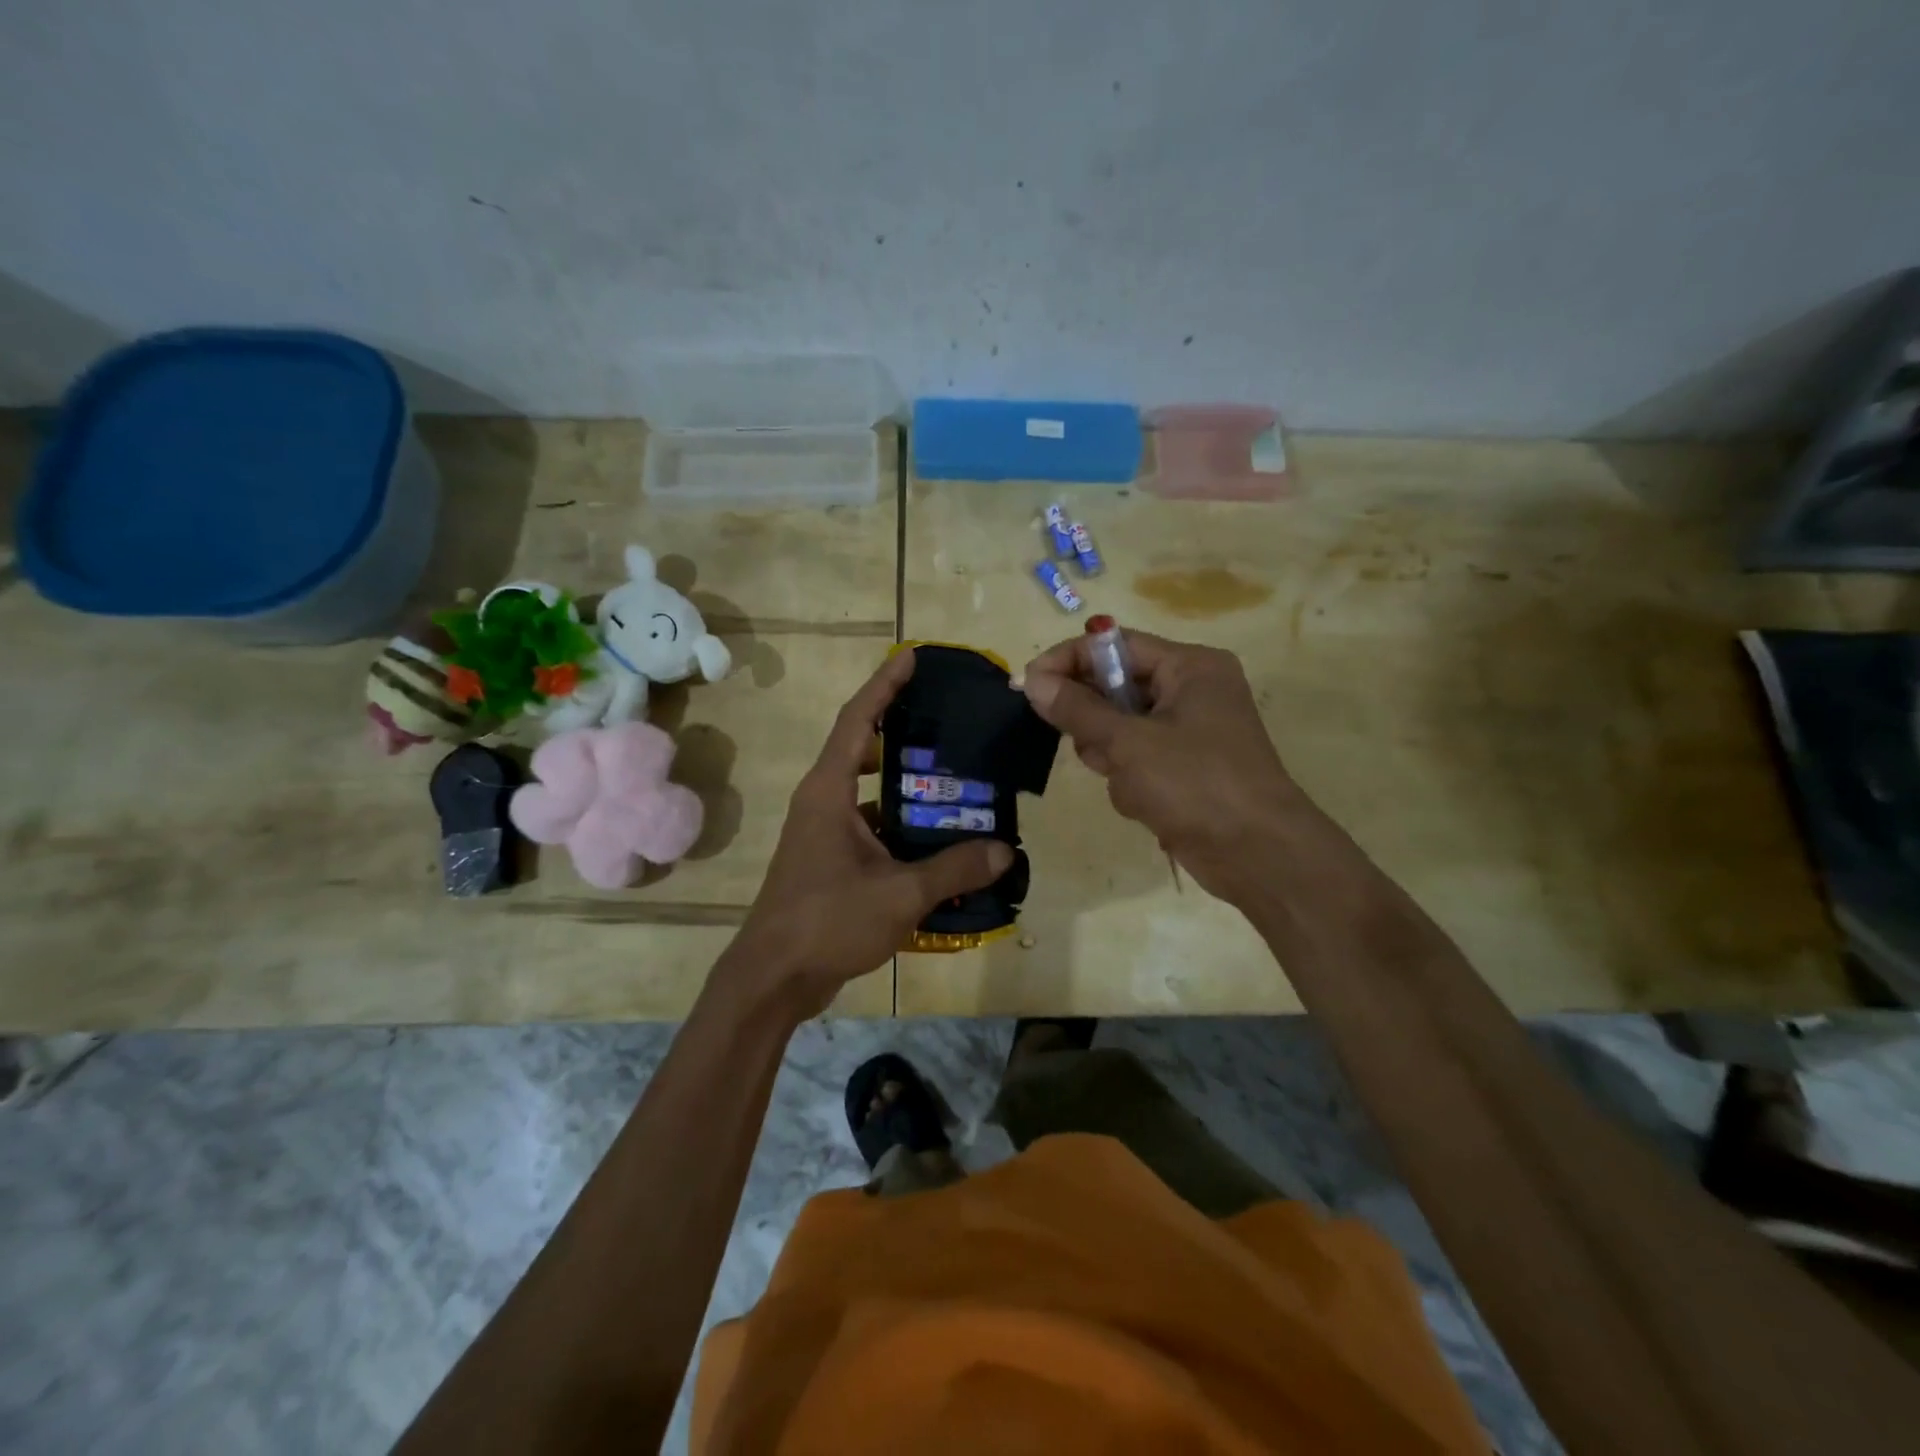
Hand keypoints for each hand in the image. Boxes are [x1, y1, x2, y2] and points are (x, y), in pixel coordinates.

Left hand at [723, 650, 1012, 1017]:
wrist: (773, 978)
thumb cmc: (827, 921)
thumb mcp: (899, 893)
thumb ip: (954, 870)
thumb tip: (1005, 851)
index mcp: (829, 791)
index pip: (857, 720)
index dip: (884, 685)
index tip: (912, 658)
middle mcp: (822, 801)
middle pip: (862, 747)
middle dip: (900, 727)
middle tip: (946, 719)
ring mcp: (823, 832)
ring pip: (869, 790)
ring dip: (904, 781)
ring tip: (954, 774)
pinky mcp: (829, 859)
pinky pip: (870, 824)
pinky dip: (900, 823)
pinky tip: (937, 837)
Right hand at [1019, 630, 1299, 901]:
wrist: (1258, 855)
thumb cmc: (1196, 784)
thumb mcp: (1129, 743)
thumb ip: (1077, 709)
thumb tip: (1032, 680)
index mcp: (1189, 667)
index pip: (1115, 645)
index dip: (1068, 661)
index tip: (1027, 684)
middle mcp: (1191, 690)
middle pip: (1115, 688)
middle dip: (1096, 722)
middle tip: (1090, 747)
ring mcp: (1189, 732)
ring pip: (1119, 729)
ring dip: (1112, 757)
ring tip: (1130, 783)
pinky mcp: (1184, 768)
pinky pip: (1135, 759)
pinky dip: (1129, 780)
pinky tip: (1143, 804)